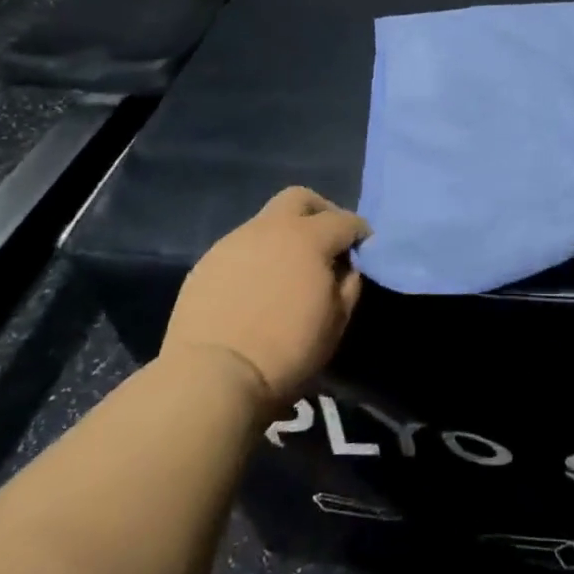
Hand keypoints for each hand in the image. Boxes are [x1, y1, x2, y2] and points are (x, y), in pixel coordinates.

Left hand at [161, 187, 369, 407]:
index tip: (365, 248)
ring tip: (289, 269)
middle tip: (327, 241)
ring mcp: (235, 241)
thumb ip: (348, 283)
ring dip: (285, 236)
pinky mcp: (208, 261)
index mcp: (309, 237)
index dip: (360, 232)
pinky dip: (258, 256)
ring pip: (267, 221)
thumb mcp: (336, 321)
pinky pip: (242, 247)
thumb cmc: (286, 349)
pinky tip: (258, 285)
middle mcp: (271, 227)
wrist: (213, 375)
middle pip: (300, 198)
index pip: (344, 220)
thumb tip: (347, 265)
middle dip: (320, 211)